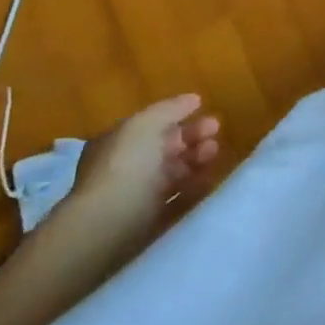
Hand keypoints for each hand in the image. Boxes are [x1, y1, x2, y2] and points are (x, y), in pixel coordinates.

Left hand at [73, 95, 221, 222]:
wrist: (108, 224)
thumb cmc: (125, 165)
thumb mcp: (146, 124)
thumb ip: (171, 109)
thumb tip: (193, 99)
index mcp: (117, 142)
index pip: (151, 126)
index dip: (178, 117)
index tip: (205, 110)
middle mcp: (124, 167)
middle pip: (164, 148)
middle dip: (192, 138)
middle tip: (216, 133)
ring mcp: (136, 196)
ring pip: (172, 173)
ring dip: (195, 161)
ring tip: (216, 155)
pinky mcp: (148, 222)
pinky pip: (177, 200)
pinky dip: (194, 189)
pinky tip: (210, 180)